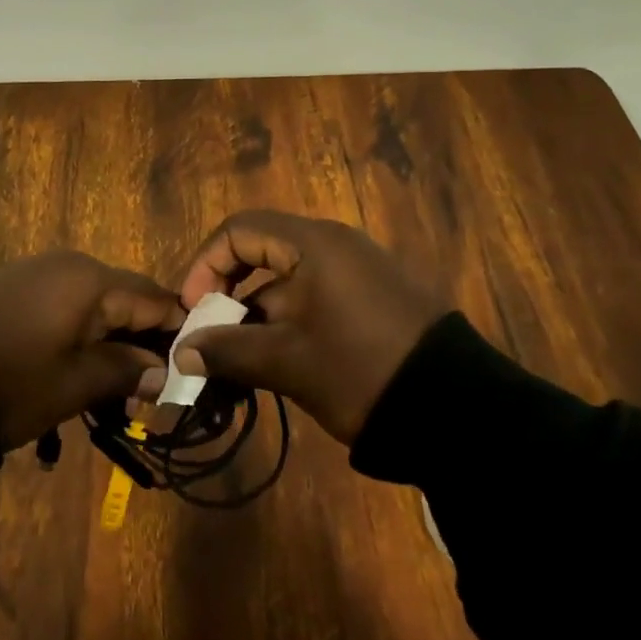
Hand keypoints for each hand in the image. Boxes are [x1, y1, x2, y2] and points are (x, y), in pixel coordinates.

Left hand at [0, 252, 182, 450]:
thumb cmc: (9, 381)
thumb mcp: (73, 384)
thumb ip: (126, 372)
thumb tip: (164, 371)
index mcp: (94, 280)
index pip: (156, 299)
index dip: (176, 336)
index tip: (185, 376)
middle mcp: (72, 264)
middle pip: (127, 298)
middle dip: (141, 343)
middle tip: (146, 393)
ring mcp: (40, 271)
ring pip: (96, 303)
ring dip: (109, 342)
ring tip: (109, 391)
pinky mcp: (16, 284)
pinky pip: (66, 304)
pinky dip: (79, 334)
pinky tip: (73, 369)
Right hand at [174, 211, 447, 443]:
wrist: (458, 409)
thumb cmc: (361, 369)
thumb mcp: (288, 362)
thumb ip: (228, 351)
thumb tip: (181, 352)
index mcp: (313, 244)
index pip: (239, 230)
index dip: (206, 265)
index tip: (194, 310)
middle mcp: (335, 245)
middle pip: (261, 253)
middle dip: (228, 295)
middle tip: (213, 337)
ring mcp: (358, 272)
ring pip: (287, 282)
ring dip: (256, 317)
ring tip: (240, 365)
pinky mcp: (373, 299)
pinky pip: (315, 298)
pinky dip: (288, 324)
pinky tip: (278, 365)